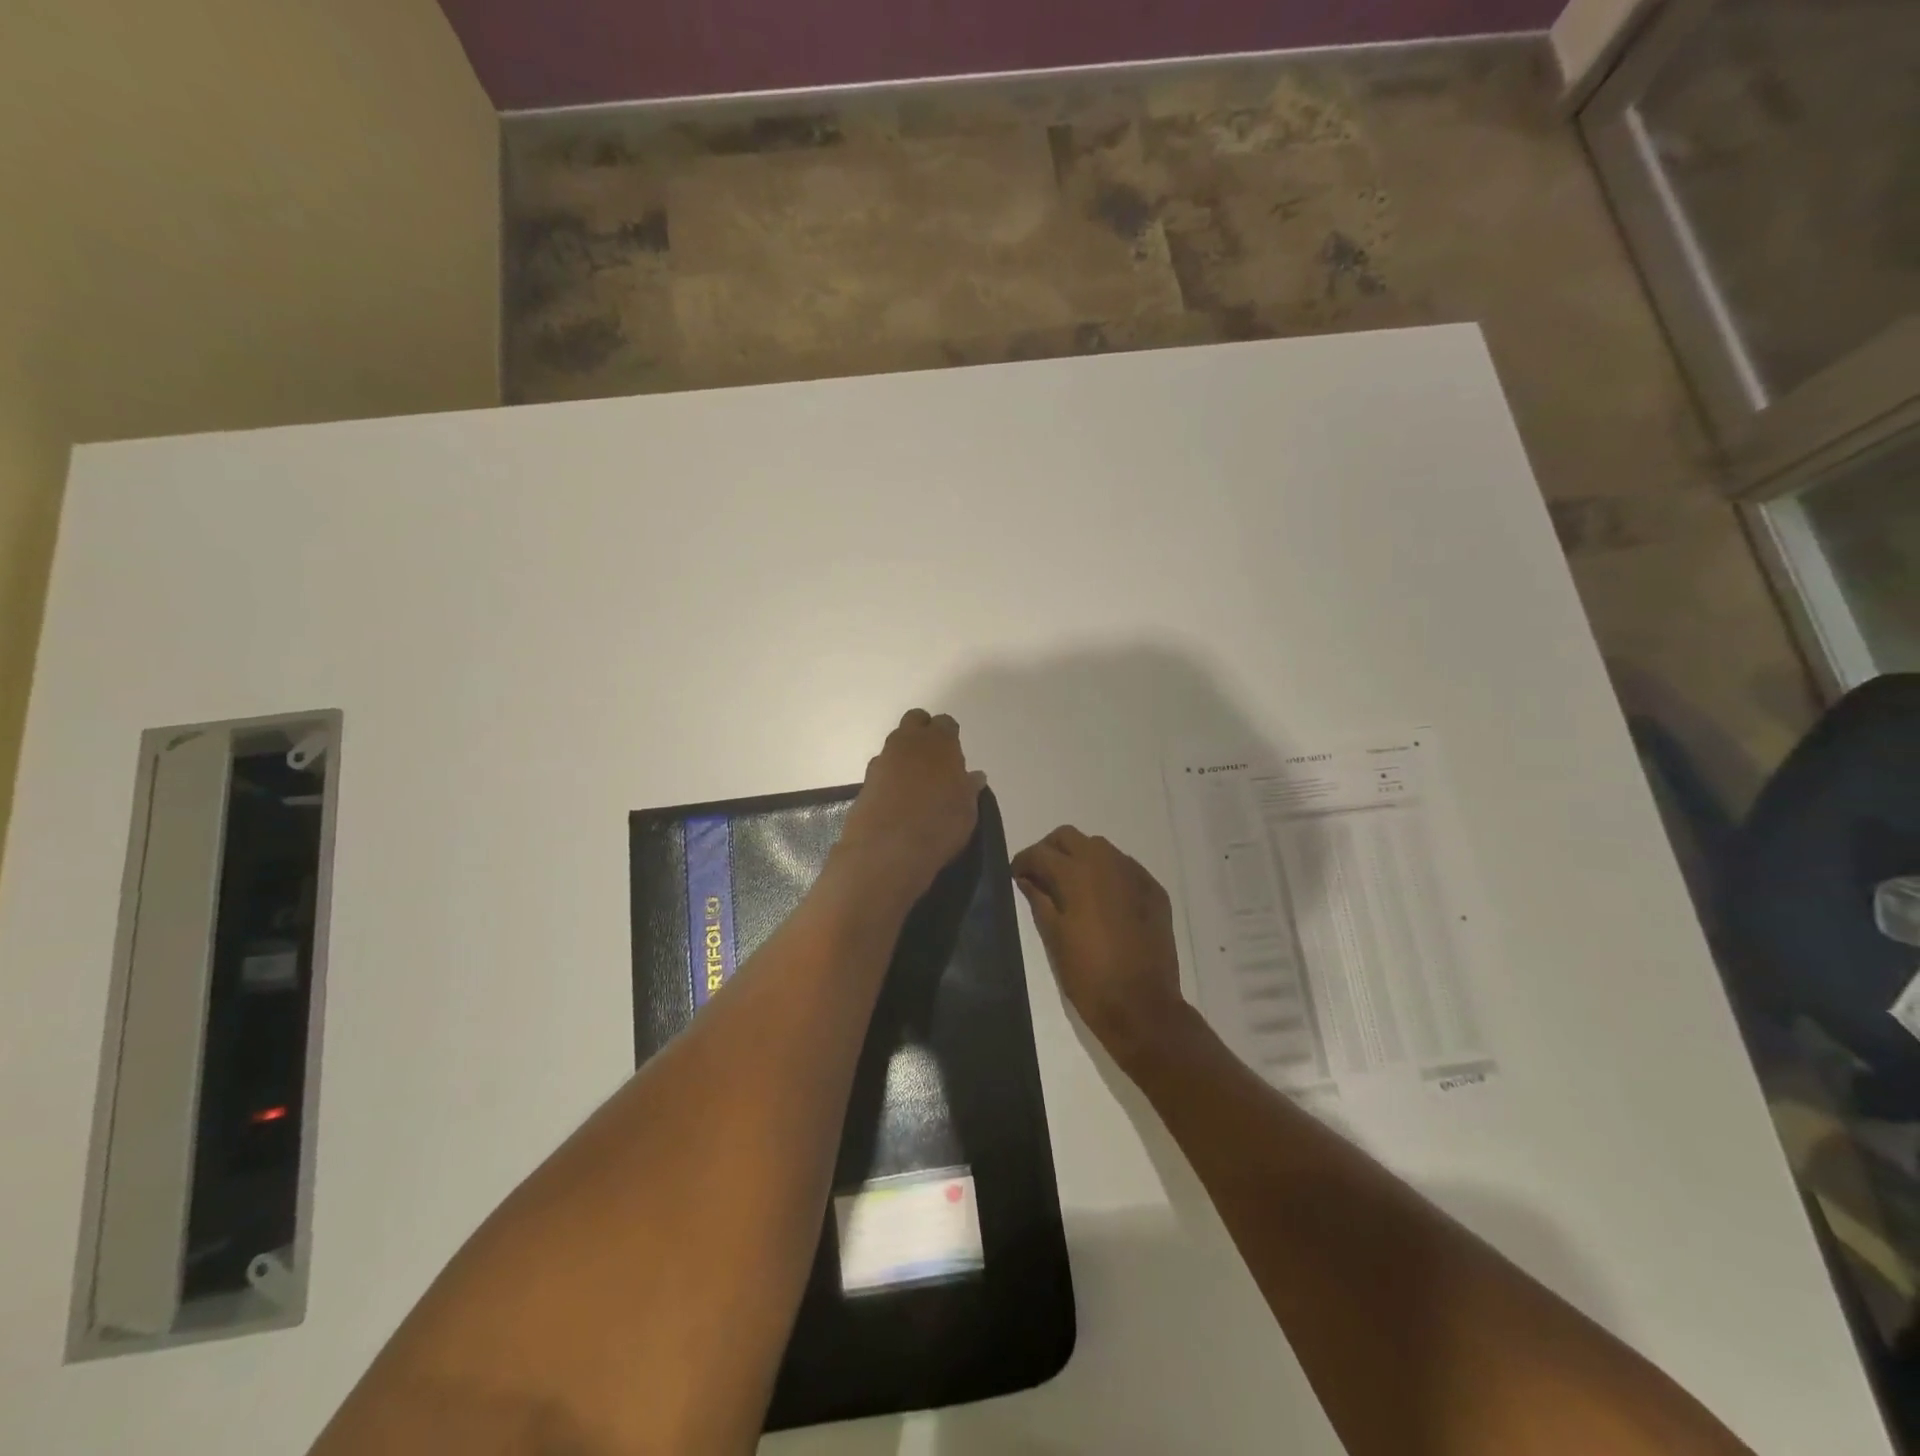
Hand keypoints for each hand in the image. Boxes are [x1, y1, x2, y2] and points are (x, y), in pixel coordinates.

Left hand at [836, 710, 986, 904]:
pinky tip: (898, 798)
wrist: (887, 849)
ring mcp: (883, 759)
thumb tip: (974, 777)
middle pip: (915, 720)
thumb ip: (969, 788)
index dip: (950, 736)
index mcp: (939, 742)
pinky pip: (882, 769)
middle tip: (934, 758)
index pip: (946, 723)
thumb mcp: (967, 810)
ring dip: (905, 755)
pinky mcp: (865, 780)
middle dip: (923, 732)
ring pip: (895, 743)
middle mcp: (909, 742)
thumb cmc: (939, 824)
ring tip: (916, 782)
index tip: (955, 754)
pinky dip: (890, 776)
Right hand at [1011, 827, 1189, 1067]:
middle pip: (1069, 836)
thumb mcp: (1054, 938)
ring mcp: (1134, 874)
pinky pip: (1124, 867)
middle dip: (1050, 850)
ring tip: (1071, 887)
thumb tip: (1026, 879)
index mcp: (1076, 874)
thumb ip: (1038, 900)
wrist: (1142, 1005)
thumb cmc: (1089, 975)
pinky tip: (1102, 900)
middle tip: (1041, 876)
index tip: (1016, 876)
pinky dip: (1107, 873)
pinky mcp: (1153, 890)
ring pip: (1100, 847)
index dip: (1023, 862)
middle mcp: (1106, 863)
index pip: (1040, 852)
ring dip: (1080, 858)